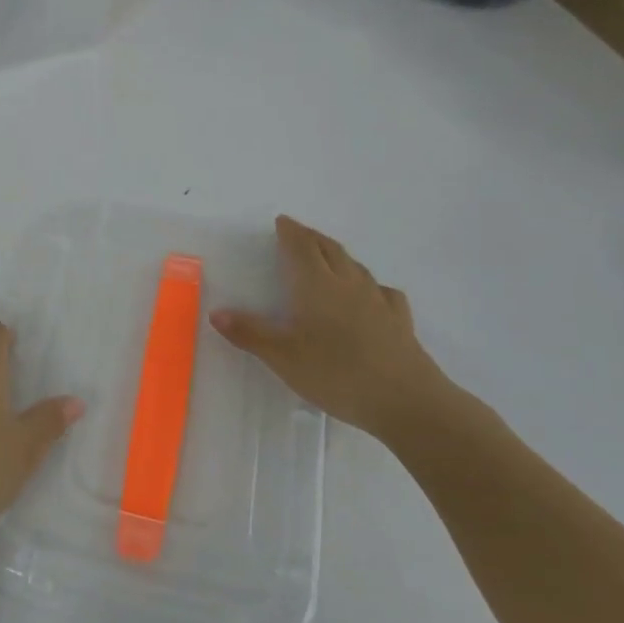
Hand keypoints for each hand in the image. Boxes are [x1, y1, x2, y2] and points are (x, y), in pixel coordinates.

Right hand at [209, 216, 463, 443]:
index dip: (290, 232)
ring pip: (355, 266)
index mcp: (316, 285)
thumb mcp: (283, 357)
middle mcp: (347, 284)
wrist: (406, 401)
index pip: (301, 247)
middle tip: (299, 234)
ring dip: (338, 256)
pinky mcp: (399, 321)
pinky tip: (370, 295)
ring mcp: (378, 301)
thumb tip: (217, 313)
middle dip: (312, 238)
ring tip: (328, 257)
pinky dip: (369, 285)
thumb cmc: (336, 373)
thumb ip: (250, 333)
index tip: (282, 221)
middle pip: (329, 249)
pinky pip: (382, 292)